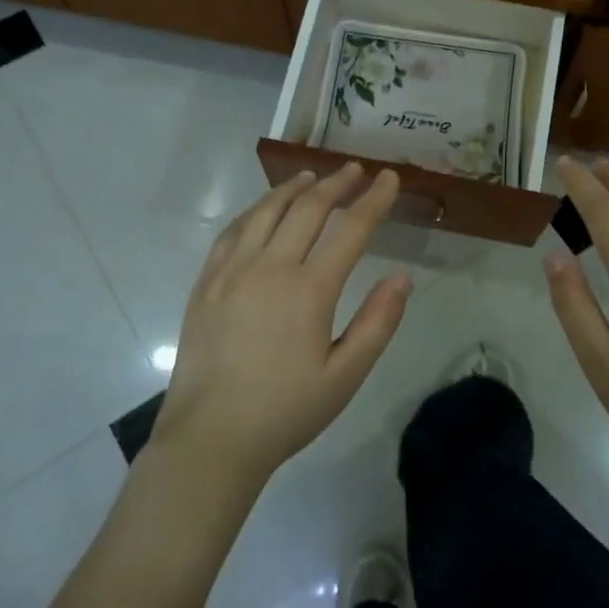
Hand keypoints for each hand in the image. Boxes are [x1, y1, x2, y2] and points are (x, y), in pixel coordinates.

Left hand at [150, 163, 412, 486]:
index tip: (389, 179)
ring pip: (265, 212)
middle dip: (335, 184)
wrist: (211, 437)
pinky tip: (262, 209)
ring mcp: (232, 271)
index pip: (350, 230)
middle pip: (307, 209)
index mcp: (309, 290)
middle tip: (354, 171)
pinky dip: (254, 211)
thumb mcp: (345, 376)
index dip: (373, 200)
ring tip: (311, 176)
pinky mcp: (206, 282)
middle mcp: (269, 268)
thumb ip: (377, 322)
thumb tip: (401, 276)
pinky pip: (232, 232)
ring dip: (292, 189)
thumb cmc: (286, 411)